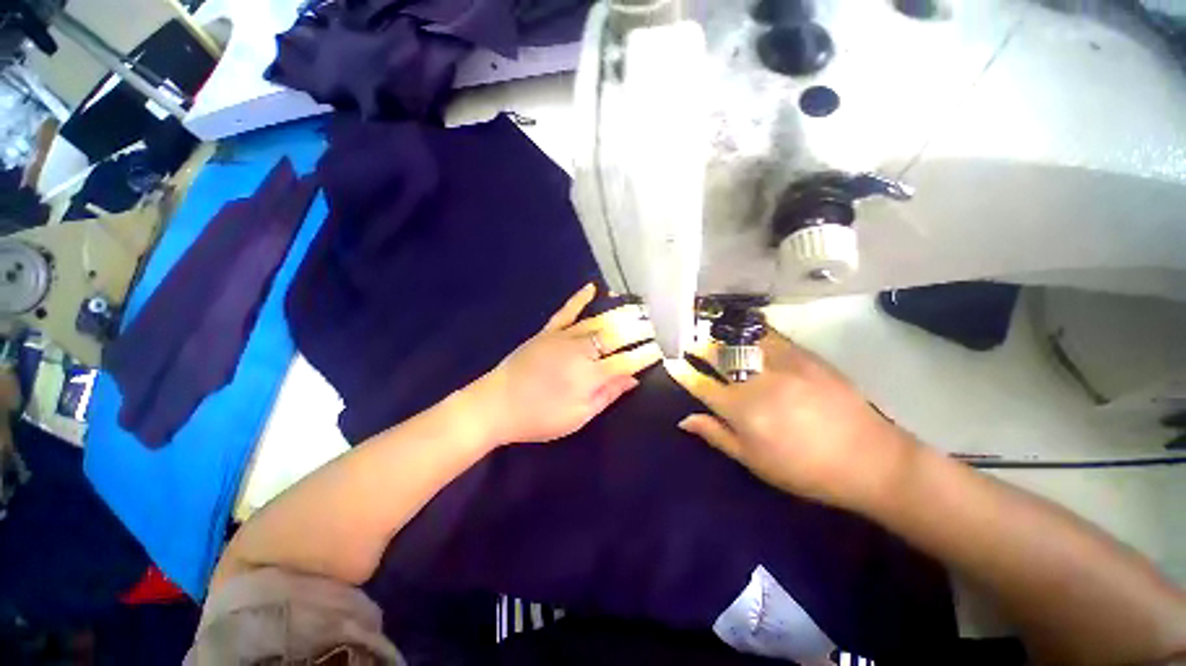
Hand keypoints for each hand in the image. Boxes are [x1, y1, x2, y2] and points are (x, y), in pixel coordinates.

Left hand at [469, 284, 661, 445]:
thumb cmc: (539, 417)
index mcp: (590, 374)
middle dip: (639, 329)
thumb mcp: (578, 417)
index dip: (646, 354)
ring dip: (619, 312)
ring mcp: (563, 337)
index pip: (627, 361)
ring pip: (597, 321)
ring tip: (638, 305)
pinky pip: (566, 311)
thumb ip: (607, 395)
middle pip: (616, 336)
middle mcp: (581, 350)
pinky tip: (592, 287)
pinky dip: (579, 299)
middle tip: (657, 322)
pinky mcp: (547, 332)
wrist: (495, 405)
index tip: (662, 348)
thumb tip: (633, 379)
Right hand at [666, 330, 918, 511]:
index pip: (701, 384)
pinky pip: (770, 335)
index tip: (672, 361)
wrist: (870, 459)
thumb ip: (716, 435)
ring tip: (713, 329)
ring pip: (742, 339)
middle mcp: (758, 381)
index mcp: (743, 410)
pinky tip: (746, 330)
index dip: (682, 371)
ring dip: (723, 334)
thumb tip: (684, 420)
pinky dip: (752, 330)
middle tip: (690, 341)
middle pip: (719, 355)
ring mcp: (783, 364)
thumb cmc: (805, 470)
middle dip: (699, 347)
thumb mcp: (754, 461)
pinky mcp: (805, 355)